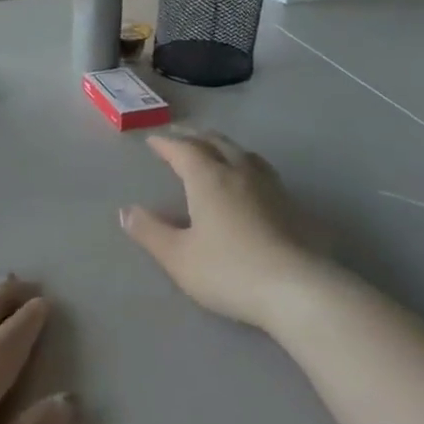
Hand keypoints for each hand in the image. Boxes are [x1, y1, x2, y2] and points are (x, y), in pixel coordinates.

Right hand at [121, 131, 327, 331]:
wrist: (296, 288)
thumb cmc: (229, 271)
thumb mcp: (178, 257)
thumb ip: (150, 232)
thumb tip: (126, 211)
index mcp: (208, 178)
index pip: (183, 149)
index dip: (166, 143)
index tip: (152, 140)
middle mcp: (239, 172)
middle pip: (214, 142)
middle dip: (193, 136)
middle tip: (178, 135)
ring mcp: (269, 185)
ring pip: (241, 152)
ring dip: (221, 145)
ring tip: (212, 148)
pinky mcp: (289, 203)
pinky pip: (259, 168)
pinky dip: (242, 162)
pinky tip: (246, 178)